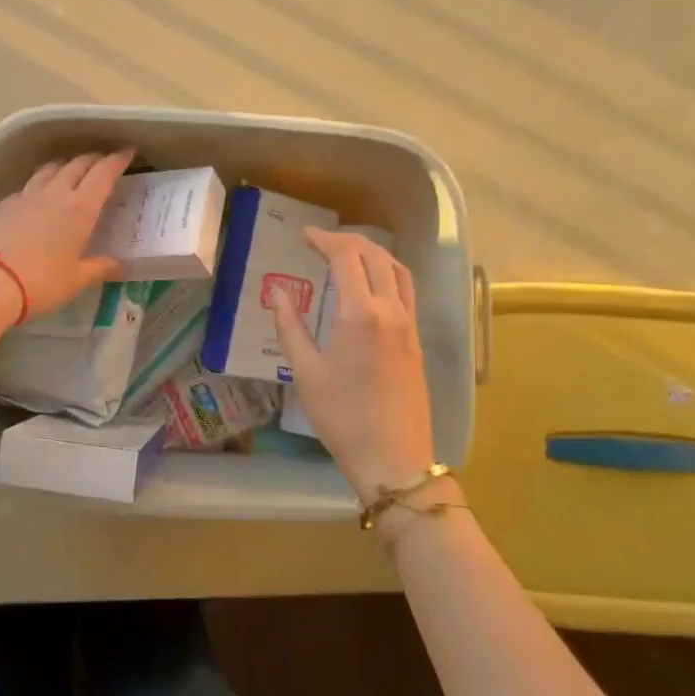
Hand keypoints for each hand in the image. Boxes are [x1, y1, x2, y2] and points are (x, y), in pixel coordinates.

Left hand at [0, 150, 133, 318]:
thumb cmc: (40, 283)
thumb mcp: (75, 280)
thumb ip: (99, 268)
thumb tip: (121, 266)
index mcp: (80, 209)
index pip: (103, 173)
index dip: (117, 160)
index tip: (127, 152)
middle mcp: (55, 194)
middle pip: (77, 165)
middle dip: (93, 159)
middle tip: (103, 162)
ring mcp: (26, 196)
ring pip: (50, 169)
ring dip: (65, 166)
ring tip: (71, 171)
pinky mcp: (3, 204)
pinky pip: (28, 186)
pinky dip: (40, 184)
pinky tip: (38, 196)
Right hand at [271, 228, 442, 503]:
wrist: (394, 459)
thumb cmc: (343, 417)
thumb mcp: (306, 372)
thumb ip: (290, 327)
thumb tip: (277, 294)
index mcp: (361, 313)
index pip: (346, 257)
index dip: (324, 240)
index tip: (304, 236)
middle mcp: (390, 310)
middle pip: (375, 255)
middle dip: (347, 241)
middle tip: (320, 242)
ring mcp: (409, 324)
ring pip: (397, 269)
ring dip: (372, 252)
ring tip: (347, 254)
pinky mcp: (416, 339)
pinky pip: (405, 290)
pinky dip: (387, 272)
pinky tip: (369, 285)